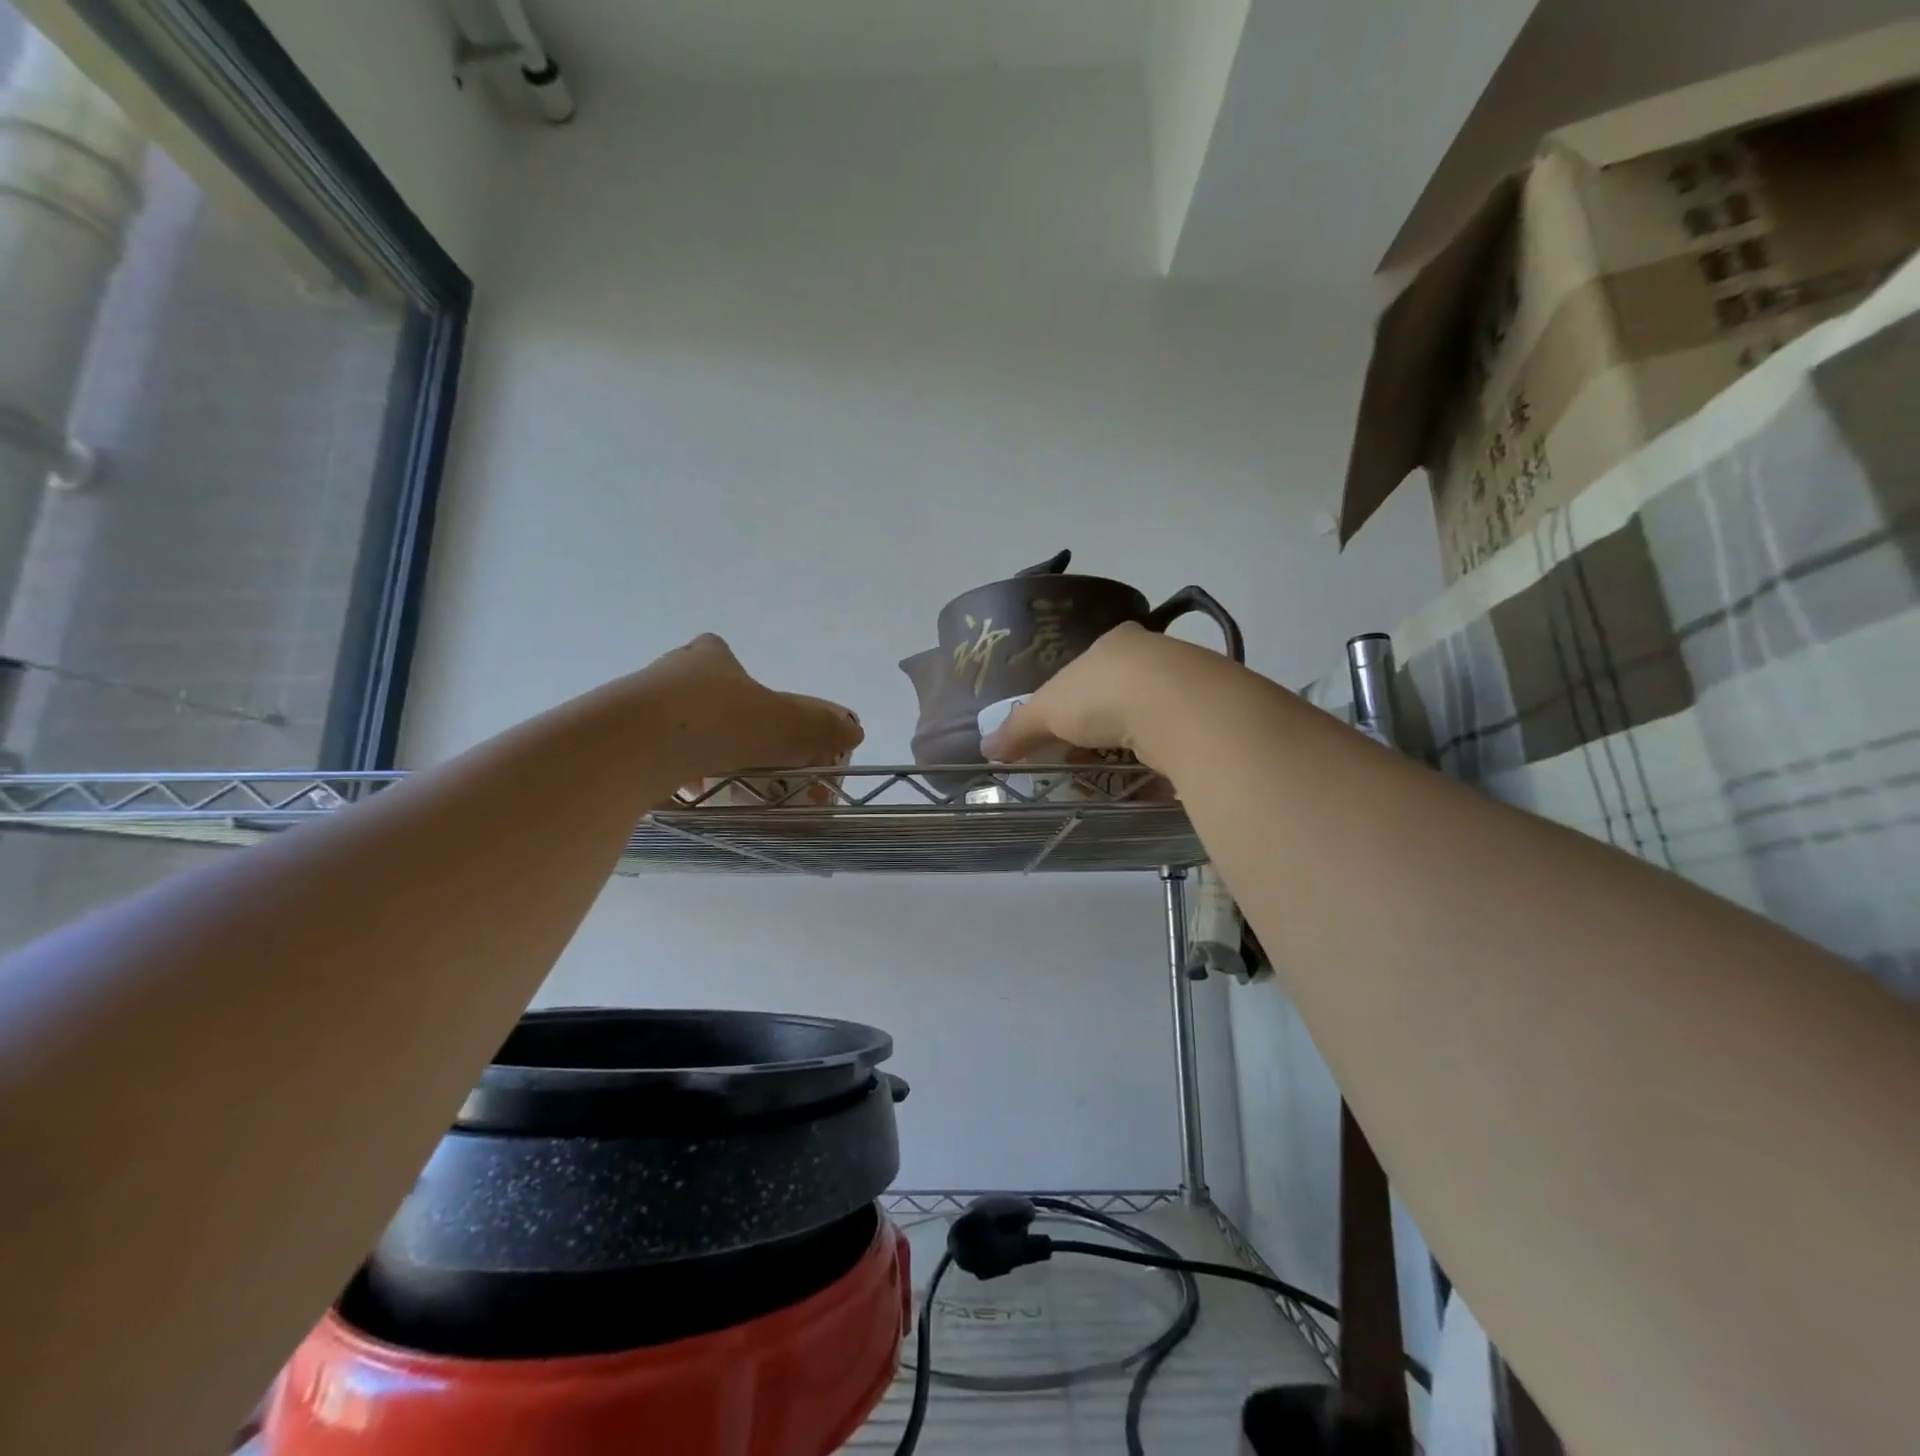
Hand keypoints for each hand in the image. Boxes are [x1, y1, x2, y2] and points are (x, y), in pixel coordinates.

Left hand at [642, 635, 862, 780]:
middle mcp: (668, 672)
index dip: (741, 679)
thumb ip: (819, 726)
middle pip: (697, 690)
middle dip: (719, 717)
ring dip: (691, 745)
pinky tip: (679, 792)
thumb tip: (856, 729)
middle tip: (740, 748)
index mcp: (709, 657)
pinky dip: (665, 769)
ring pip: (669, 721)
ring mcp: (634, 703)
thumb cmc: (717, 720)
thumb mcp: (784, 724)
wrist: (630, 744)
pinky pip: (646, 751)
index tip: (754, 711)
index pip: (722, 654)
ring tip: (713, 777)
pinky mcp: (611, 737)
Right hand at [980, 623, 1185, 768]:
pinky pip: (1177, 747)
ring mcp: (1187, 687)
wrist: (1179, 707)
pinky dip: (1159, 768)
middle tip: (1081, 761)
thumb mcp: (1048, 710)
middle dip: (1098, 731)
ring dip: (1130, 752)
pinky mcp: (1209, 720)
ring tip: (1111, 779)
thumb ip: (1018, 728)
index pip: (1087, 669)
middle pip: (1118, 697)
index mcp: (1114, 643)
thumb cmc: (1103, 694)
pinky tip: (1147, 786)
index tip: (1061, 731)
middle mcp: (1154, 657)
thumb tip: (986, 747)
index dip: (1070, 701)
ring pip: (1149, 722)